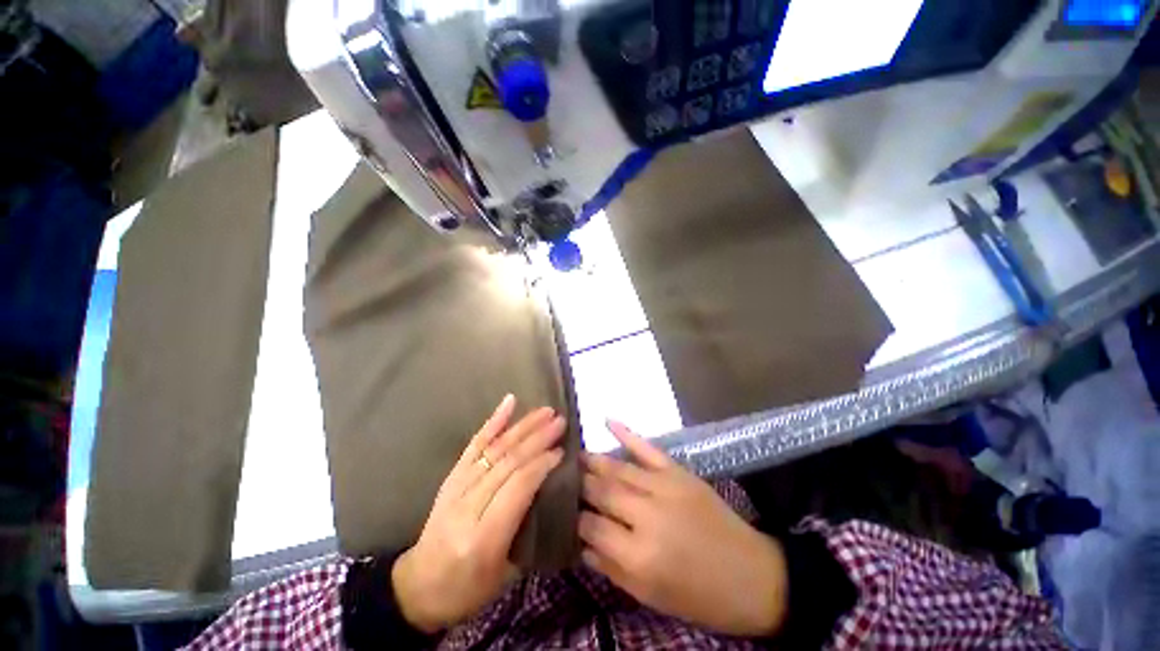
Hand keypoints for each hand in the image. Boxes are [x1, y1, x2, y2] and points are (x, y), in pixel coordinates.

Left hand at [392, 395, 565, 632]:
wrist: (418, 588)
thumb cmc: (469, 589)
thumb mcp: (506, 573)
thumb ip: (528, 527)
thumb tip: (551, 485)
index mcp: (483, 538)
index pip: (517, 487)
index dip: (541, 464)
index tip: (562, 450)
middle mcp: (467, 507)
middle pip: (507, 462)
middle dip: (537, 438)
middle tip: (560, 422)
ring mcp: (455, 487)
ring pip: (494, 448)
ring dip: (523, 426)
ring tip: (546, 411)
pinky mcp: (451, 477)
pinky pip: (474, 444)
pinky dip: (493, 421)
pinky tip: (509, 402)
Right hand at [579, 421, 787, 636]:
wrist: (752, 576)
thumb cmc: (699, 597)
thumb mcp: (651, 596)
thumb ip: (611, 567)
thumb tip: (581, 542)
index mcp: (639, 554)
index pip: (591, 526)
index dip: (574, 518)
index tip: (562, 511)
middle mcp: (647, 514)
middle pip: (602, 491)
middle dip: (579, 484)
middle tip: (562, 476)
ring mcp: (664, 487)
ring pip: (618, 468)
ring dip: (593, 460)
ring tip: (574, 455)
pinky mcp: (679, 472)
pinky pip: (647, 448)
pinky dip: (626, 432)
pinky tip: (607, 420)